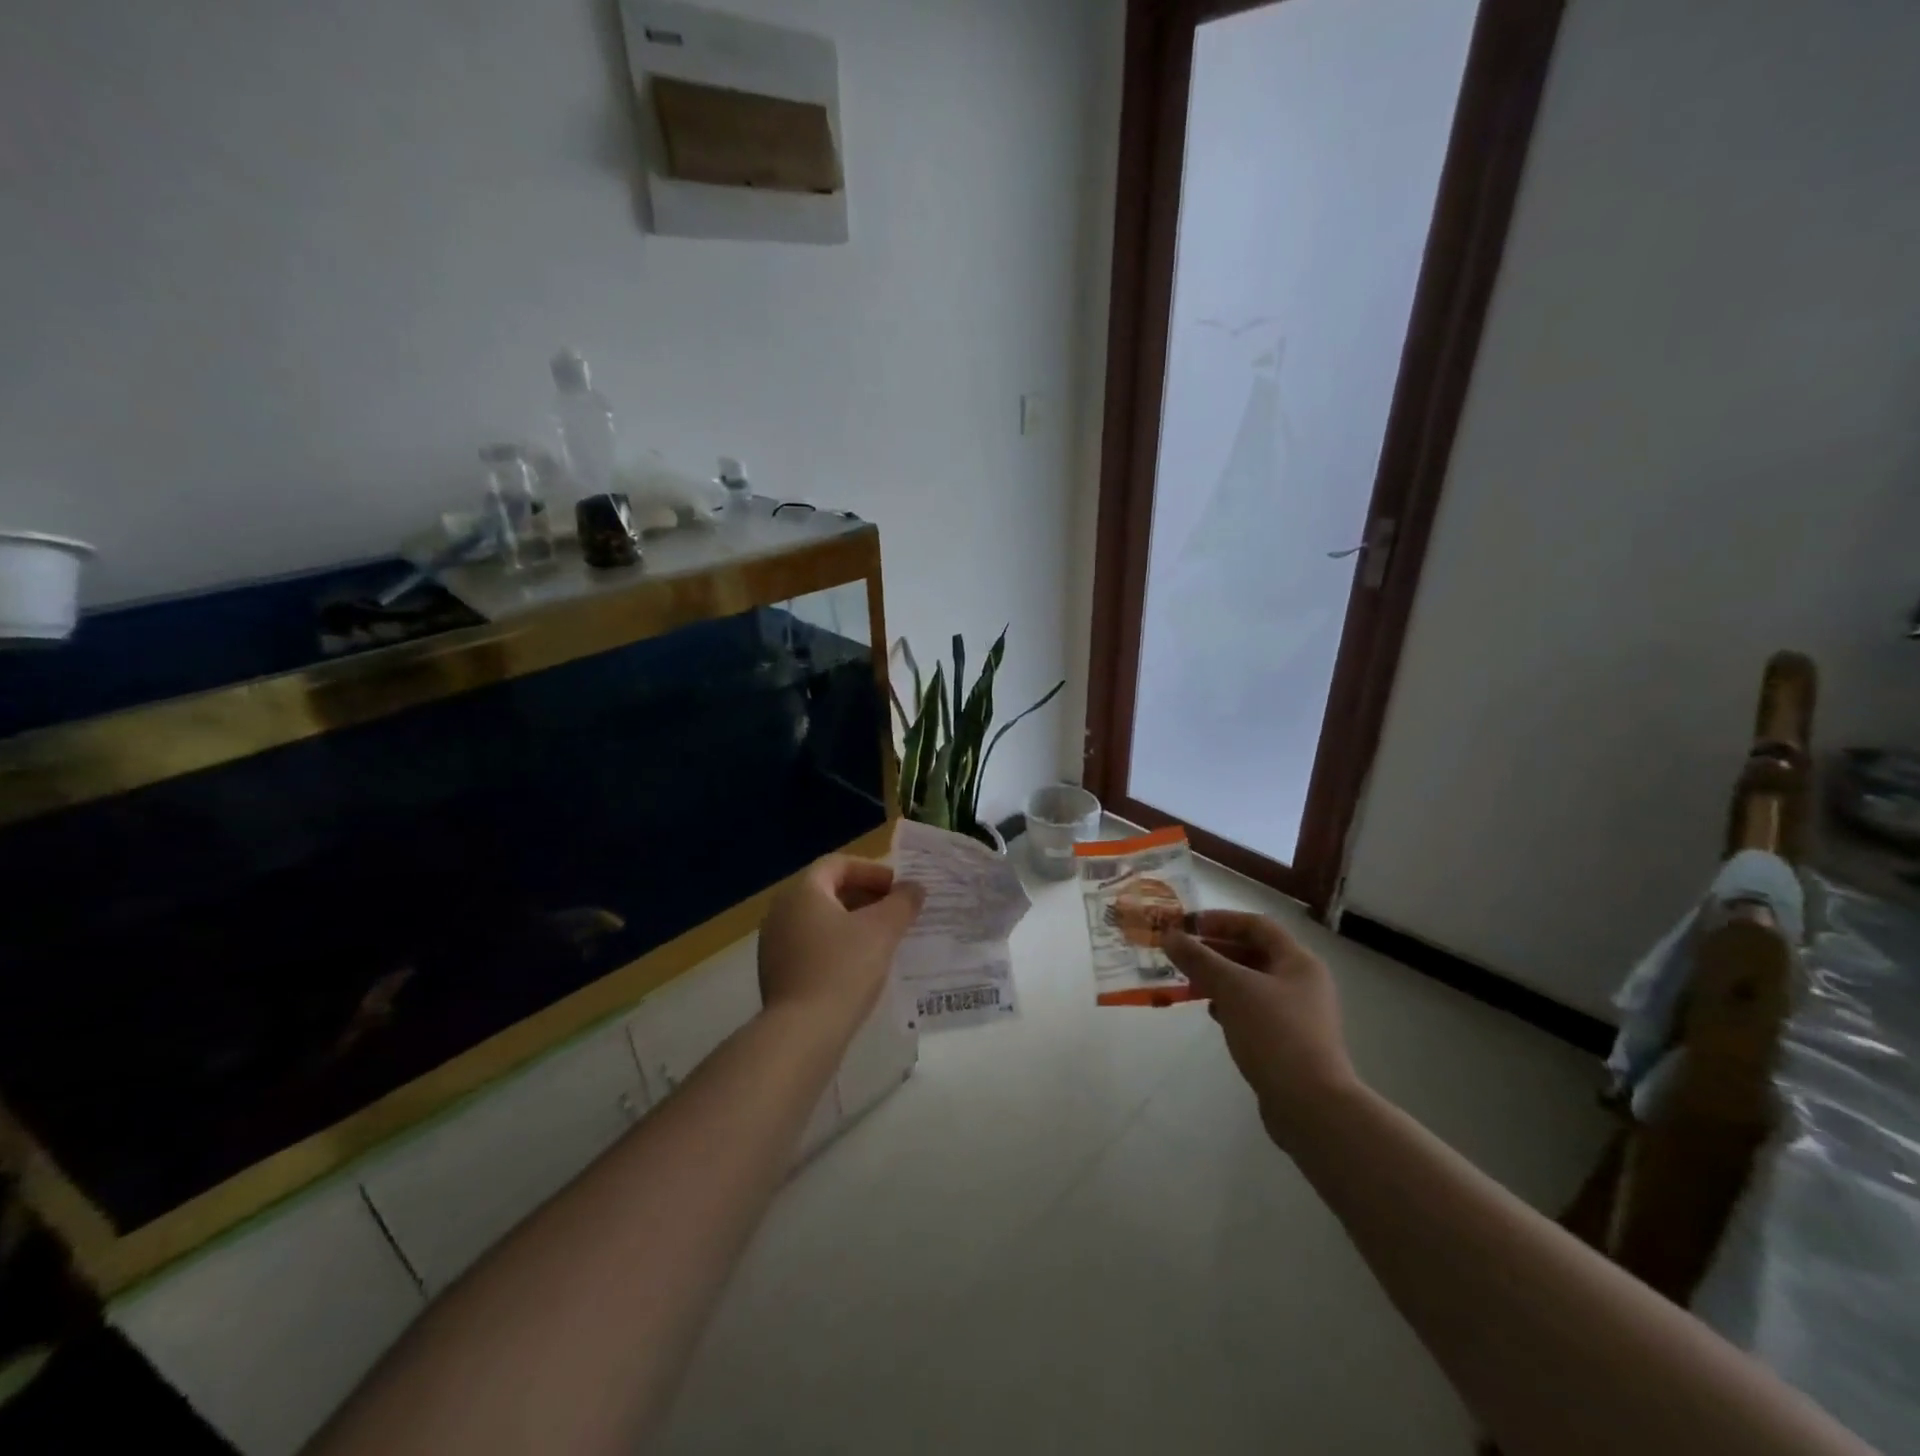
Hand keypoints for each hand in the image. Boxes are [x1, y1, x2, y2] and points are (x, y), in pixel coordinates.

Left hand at [758, 855, 924, 1030]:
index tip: (898, 888)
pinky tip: (859, 967)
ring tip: (882, 940)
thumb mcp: (883, 930)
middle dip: (865, 897)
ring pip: (819, 920)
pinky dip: (836, 946)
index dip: (872, 871)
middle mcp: (781, 910)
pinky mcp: (776, 973)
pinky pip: (811, 946)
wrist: (802, 1033)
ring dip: (852, 923)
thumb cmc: (843, 969)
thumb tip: (914, 888)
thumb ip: (902, 902)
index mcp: (802, 891)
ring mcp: (774, 944)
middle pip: (828, 890)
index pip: (838, 864)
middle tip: (895, 912)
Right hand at [1165, 911, 1359, 1148]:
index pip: (1257, 925)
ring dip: (1220, 978)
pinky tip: (1211, 1013)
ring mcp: (1298, 1014)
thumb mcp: (1231, 988)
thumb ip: (1199, 959)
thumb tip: (1169, 936)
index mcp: (1298, 962)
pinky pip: (1254, 1010)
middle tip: (1182, 953)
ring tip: (1189, 982)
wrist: (1311, 1105)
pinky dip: (1230, 1005)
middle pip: (1255, 953)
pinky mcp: (1288, 1042)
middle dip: (1216, 950)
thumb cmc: (1274, 1033)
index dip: (1221, 920)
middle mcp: (1303, 983)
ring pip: (1252, 983)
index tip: (1187, 925)